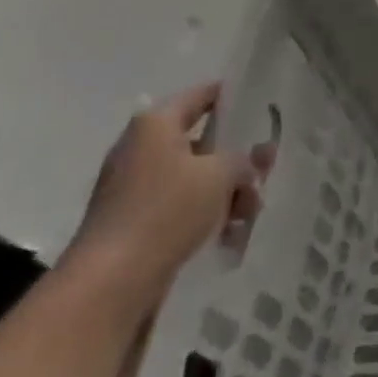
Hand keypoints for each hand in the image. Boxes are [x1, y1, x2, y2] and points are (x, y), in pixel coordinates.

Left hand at [63, 83, 267, 306]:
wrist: (111, 280)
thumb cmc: (166, 210)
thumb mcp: (220, 175)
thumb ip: (244, 160)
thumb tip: (251, 161)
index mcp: (155, 125)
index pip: (201, 95)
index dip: (232, 96)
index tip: (261, 105)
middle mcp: (141, 148)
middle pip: (201, 142)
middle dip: (236, 159)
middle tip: (266, 170)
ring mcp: (134, 186)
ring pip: (195, 177)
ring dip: (226, 191)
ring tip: (250, 214)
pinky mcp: (134, 220)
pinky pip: (180, 205)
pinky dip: (205, 213)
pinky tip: (229, 234)